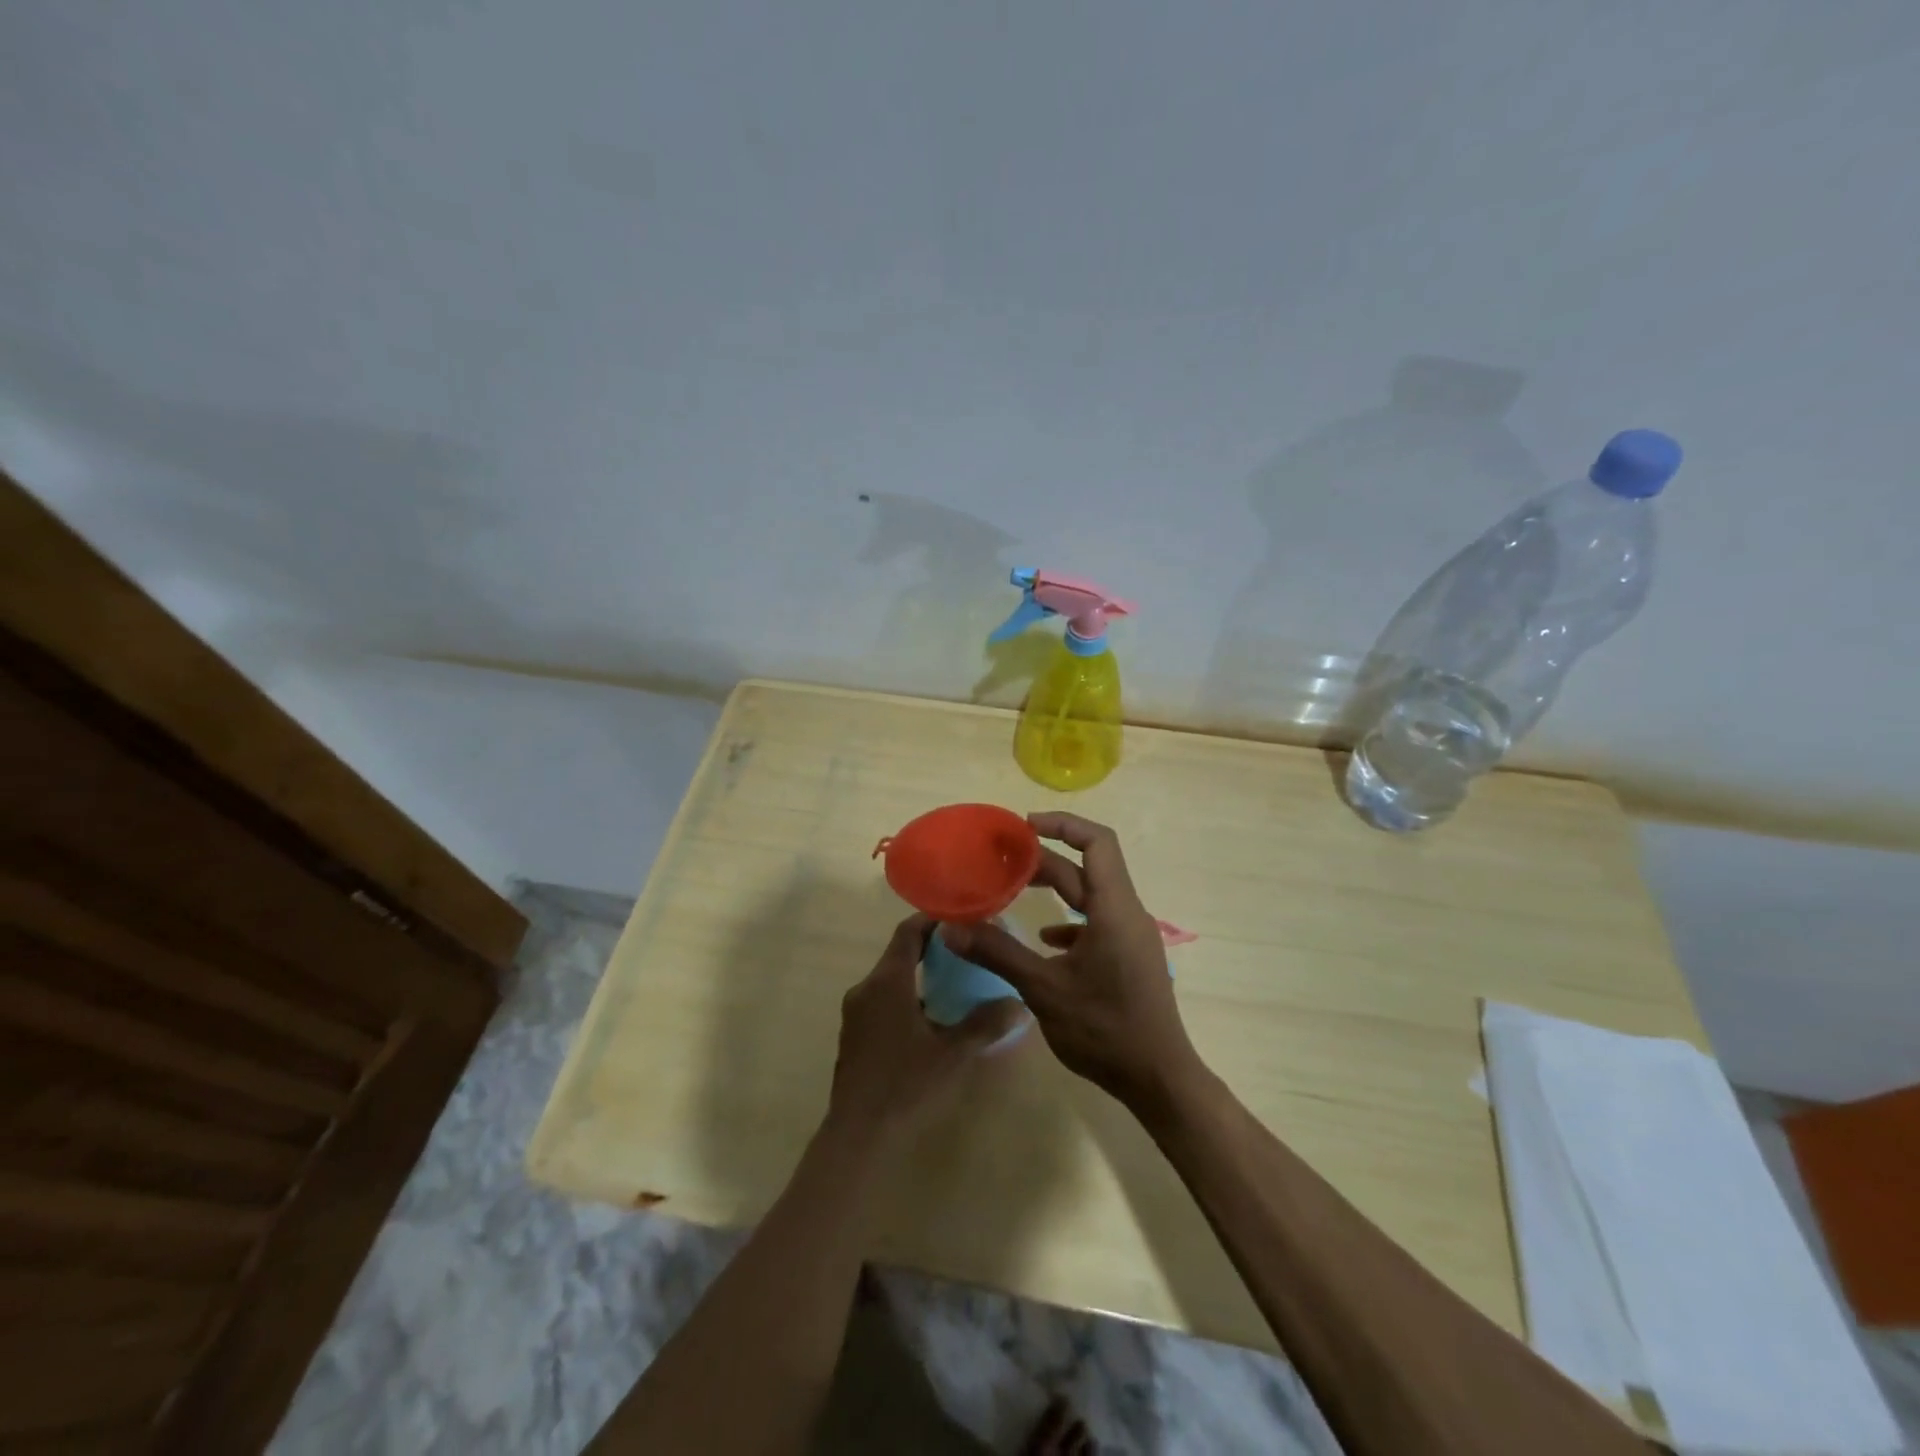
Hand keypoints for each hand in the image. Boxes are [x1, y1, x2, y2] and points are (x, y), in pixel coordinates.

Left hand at [826, 913, 1028, 1145]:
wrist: (858, 1136)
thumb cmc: (907, 1086)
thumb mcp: (953, 1054)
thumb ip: (986, 1024)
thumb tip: (1018, 1002)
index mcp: (887, 982)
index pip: (908, 932)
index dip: (933, 920)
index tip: (961, 917)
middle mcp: (866, 989)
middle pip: (899, 953)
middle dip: (931, 947)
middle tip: (966, 949)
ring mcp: (855, 1013)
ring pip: (890, 979)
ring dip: (919, 974)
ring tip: (953, 982)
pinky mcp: (854, 1036)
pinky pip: (882, 1000)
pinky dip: (906, 995)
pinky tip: (929, 1018)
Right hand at [940, 813, 1203, 1111]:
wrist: (1158, 1079)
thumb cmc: (1104, 1029)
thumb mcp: (1044, 989)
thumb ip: (998, 953)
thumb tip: (951, 929)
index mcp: (1113, 909)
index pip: (1097, 842)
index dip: (1063, 824)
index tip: (1024, 826)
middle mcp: (1127, 913)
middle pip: (1088, 868)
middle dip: (1045, 859)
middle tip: (1004, 859)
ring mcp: (1131, 936)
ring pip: (1091, 896)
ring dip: (1056, 889)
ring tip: (1015, 889)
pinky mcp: (1128, 957)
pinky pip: (1097, 923)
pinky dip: (1068, 921)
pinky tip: (1044, 940)